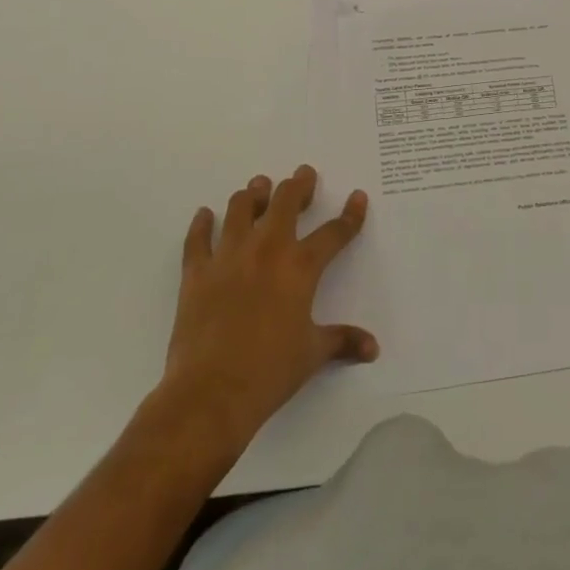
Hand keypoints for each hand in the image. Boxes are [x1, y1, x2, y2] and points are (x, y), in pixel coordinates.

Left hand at [157, 165, 375, 460]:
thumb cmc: (270, 371)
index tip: (357, 197)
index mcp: (300, 267)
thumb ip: (343, 341)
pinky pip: (197, 239)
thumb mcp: (313, 354)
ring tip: (258, 188)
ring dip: (252, 195)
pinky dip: (201, 225)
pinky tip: (204, 215)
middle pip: (284, 202)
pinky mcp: (197, 273)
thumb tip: (373, 348)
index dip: (350, 215)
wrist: (211, 393)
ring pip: (240, 209)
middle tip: (303, 176)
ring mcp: (228, 257)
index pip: (334, 232)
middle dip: (297, 186)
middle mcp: (267, 250)